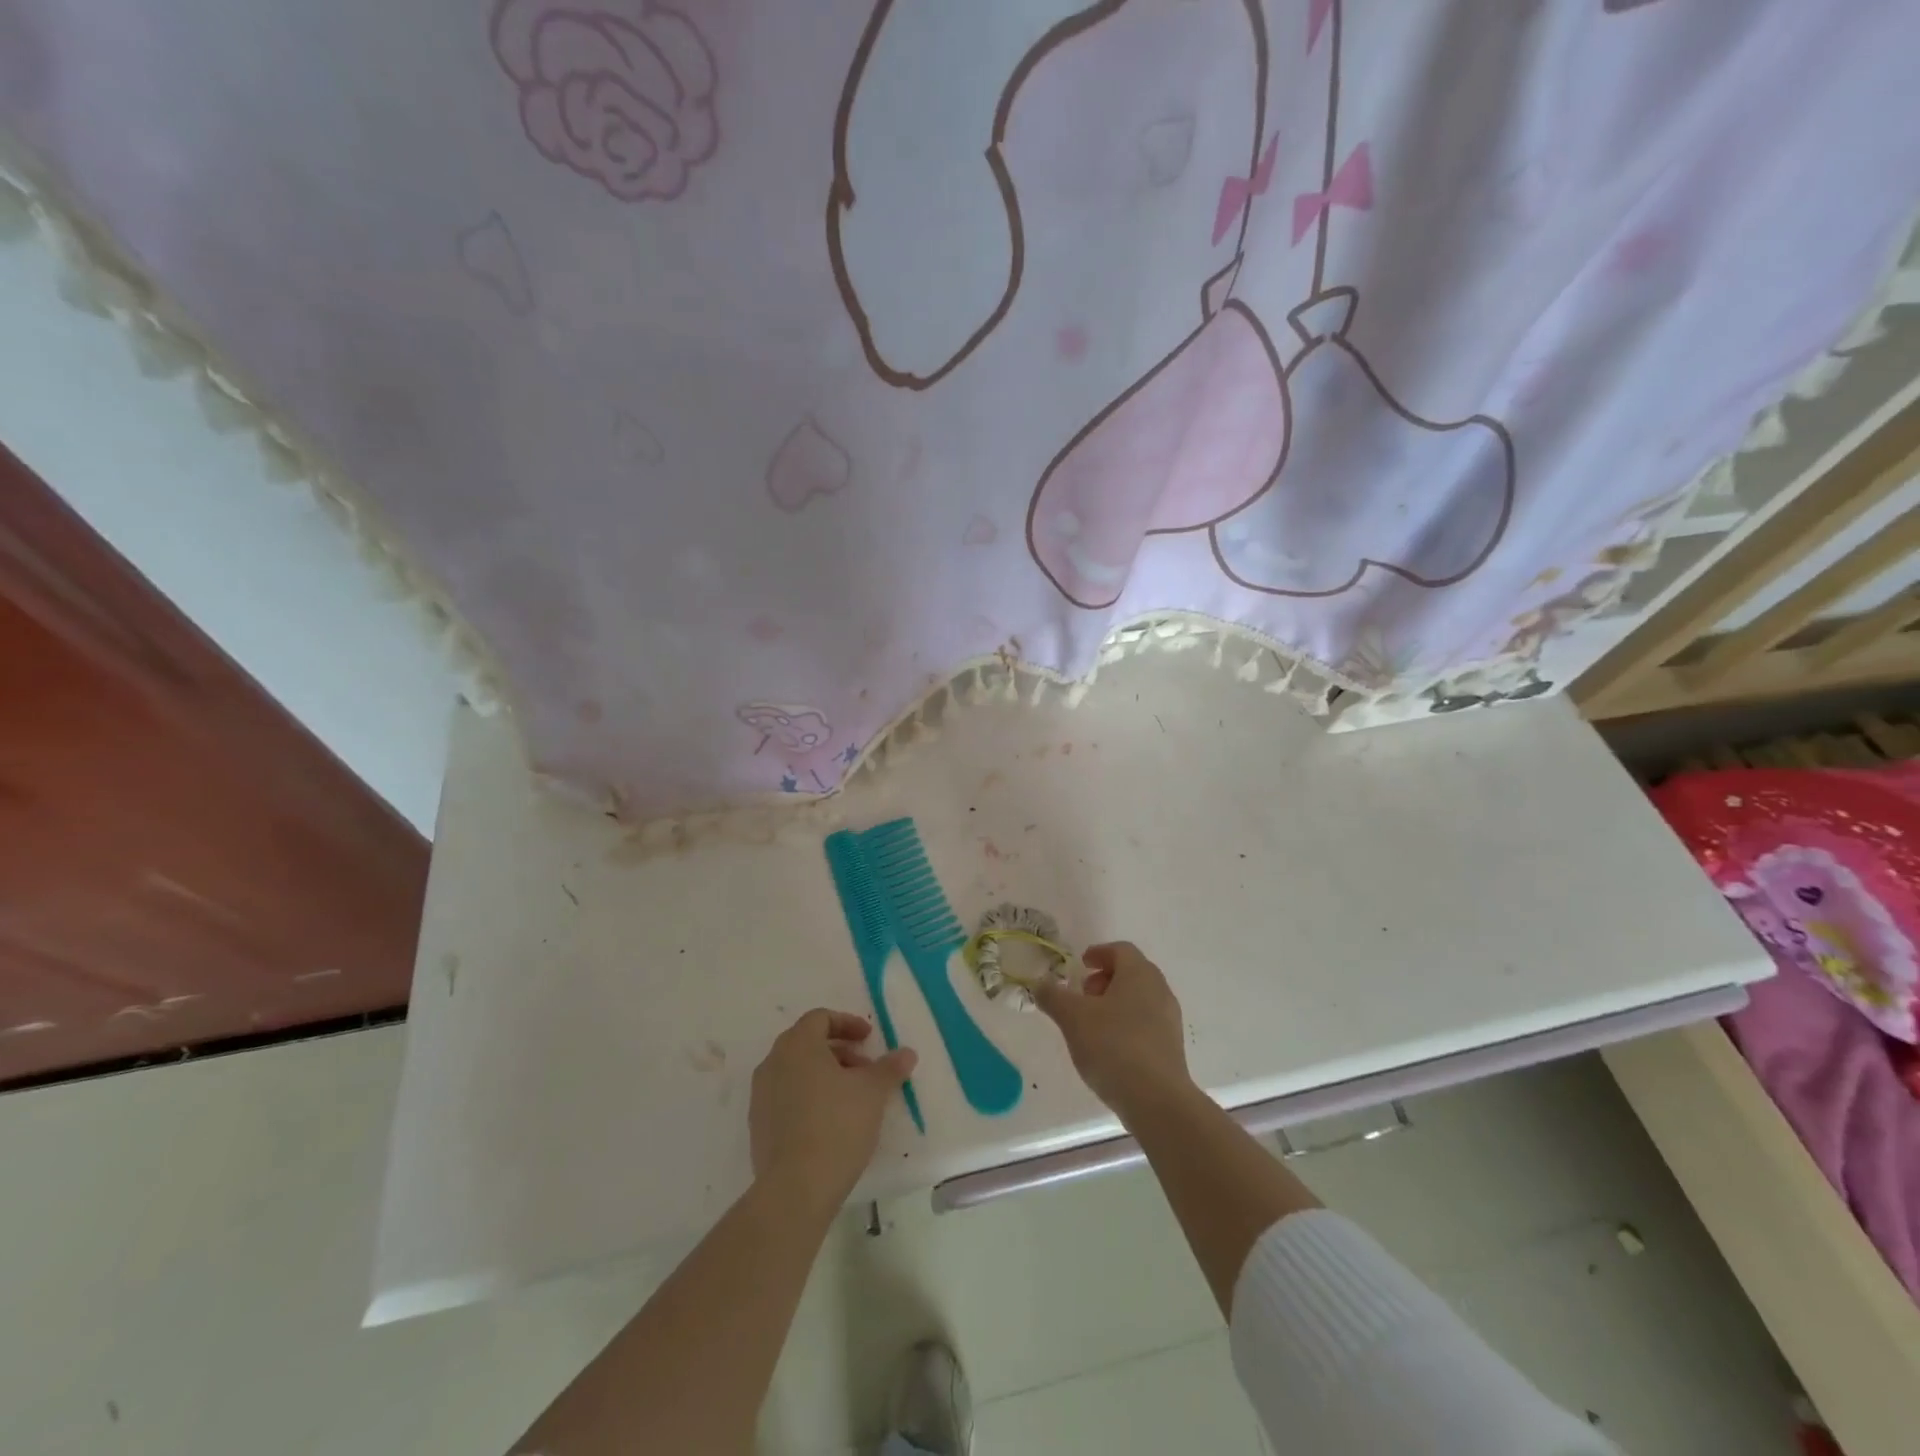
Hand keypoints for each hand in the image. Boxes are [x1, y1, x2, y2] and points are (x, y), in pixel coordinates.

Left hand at [749, 1009, 917, 1217]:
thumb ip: (890, 1068)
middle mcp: (773, 1063)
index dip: (847, 1024)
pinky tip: (830, 1122)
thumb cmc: (837, 1125)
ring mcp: (761, 1096)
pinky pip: (786, 1098)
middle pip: (807, 1043)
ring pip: (796, 1071)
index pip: (820, 1018)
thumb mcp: (873, 1092)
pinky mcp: (758, 1126)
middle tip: (864, 1069)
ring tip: (851, 1098)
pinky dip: (808, 1097)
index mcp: (797, 1045)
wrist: (795, 1189)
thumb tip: (907, 1053)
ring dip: (824, 1075)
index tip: (869, 1039)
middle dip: (838, 1051)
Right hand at [1035, 942, 1193, 1125]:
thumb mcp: (1073, 1018)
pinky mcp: (1172, 1046)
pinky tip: (1110, 1047)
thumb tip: (1039, 983)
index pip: (1121, 950)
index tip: (1081, 966)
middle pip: (1132, 972)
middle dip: (1105, 979)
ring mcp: (1170, 1019)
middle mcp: (1159, 990)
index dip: (1098, 953)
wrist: (1156, 1100)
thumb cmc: (1113, 1046)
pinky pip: (1147, 1022)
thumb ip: (1053, 996)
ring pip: (1140, 998)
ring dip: (1116, 1002)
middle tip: (1083, 996)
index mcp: (1139, 974)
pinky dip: (1127, 1023)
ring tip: (1092, 1024)